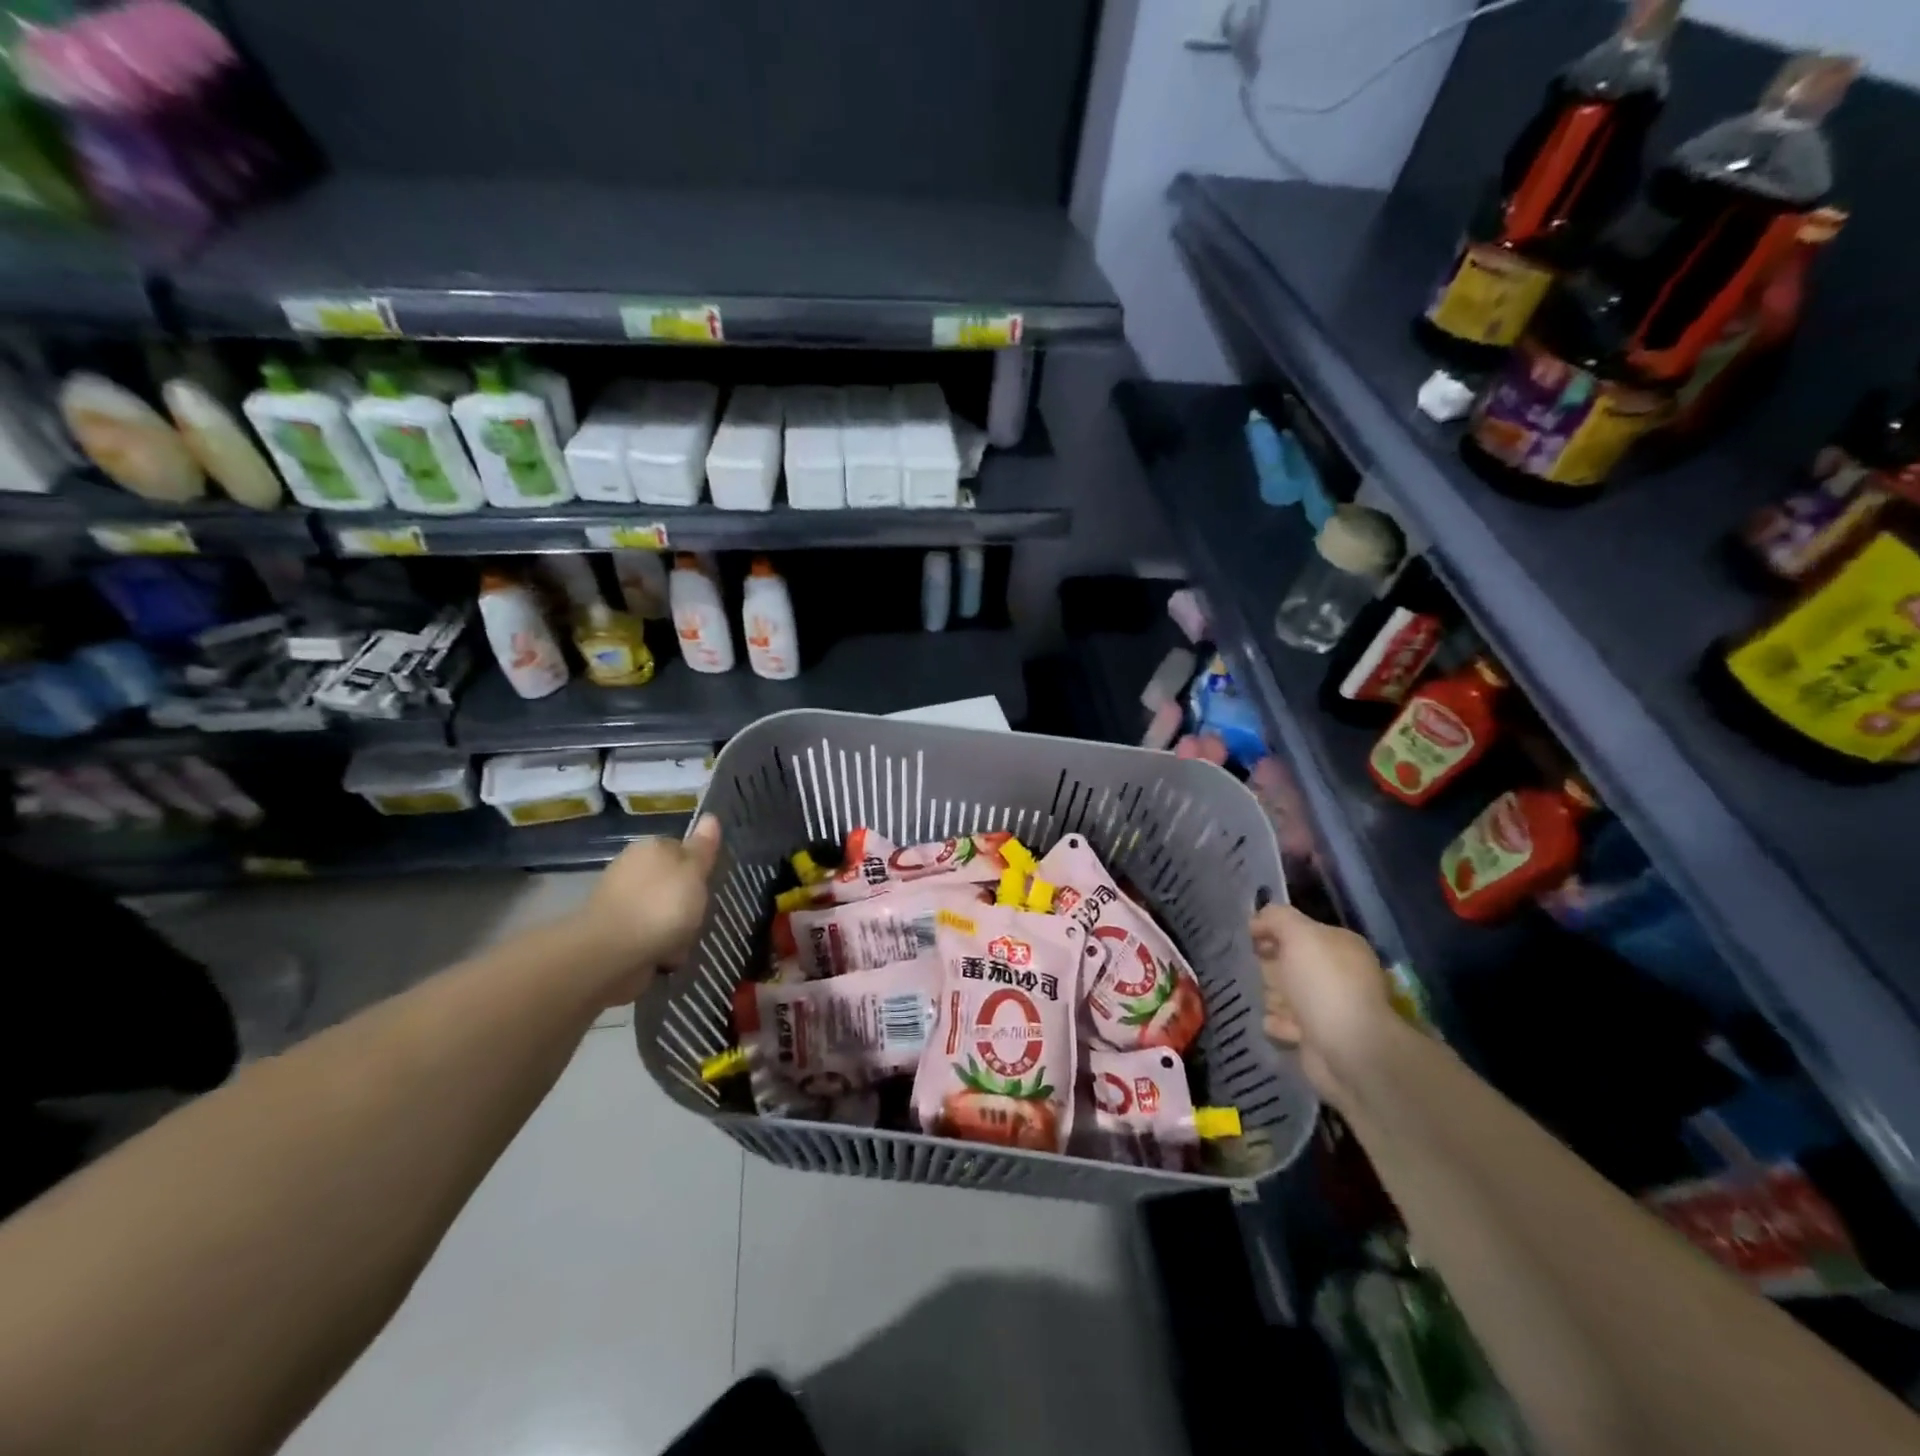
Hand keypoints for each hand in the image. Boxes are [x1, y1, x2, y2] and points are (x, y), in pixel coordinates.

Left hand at [581, 815, 722, 997]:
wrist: (611, 954)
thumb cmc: (660, 906)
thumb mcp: (693, 872)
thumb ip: (703, 848)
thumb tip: (710, 816)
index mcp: (651, 848)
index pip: (683, 850)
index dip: (699, 869)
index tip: (709, 886)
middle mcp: (633, 869)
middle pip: (673, 883)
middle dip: (687, 901)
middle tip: (699, 916)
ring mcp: (622, 903)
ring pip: (663, 912)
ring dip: (675, 928)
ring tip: (683, 943)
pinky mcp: (615, 934)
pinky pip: (650, 937)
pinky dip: (659, 948)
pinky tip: (666, 958)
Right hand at [1251, 903, 1393, 1105]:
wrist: (1349, 1051)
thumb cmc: (1324, 984)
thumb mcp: (1298, 934)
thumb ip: (1276, 918)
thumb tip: (1258, 920)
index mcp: (1339, 945)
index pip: (1299, 931)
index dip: (1272, 932)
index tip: (1251, 939)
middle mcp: (1337, 974)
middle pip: (1289, 962)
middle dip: (1270, 966)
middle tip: (1260, 971)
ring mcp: (1328, 1007)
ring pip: (1285, 993)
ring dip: (1273, 996)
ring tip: (1273, 1001)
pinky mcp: (1317, 1038)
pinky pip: (1286, 1023)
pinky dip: (1278, 1023)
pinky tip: (1275, 1023)